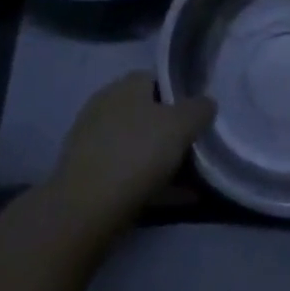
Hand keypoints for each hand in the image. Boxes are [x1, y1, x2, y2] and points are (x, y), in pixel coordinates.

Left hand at [48, 73, 215, 238]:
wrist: (83, 211)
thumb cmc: (136, 154)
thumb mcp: (181, 125)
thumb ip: (199, 109)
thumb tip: (206, 103)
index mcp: (126, 85)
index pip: (158, 79)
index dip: (181, 97)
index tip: (198, 120)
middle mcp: (106, 105)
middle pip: (148, 114)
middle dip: (171, 132)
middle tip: (195, 151)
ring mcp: (92, 141)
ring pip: (137, 145)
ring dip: (161, 160)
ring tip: (188, 183)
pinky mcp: (86, 175)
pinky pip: (125, 172)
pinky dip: (147, 182)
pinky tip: (168, 200)